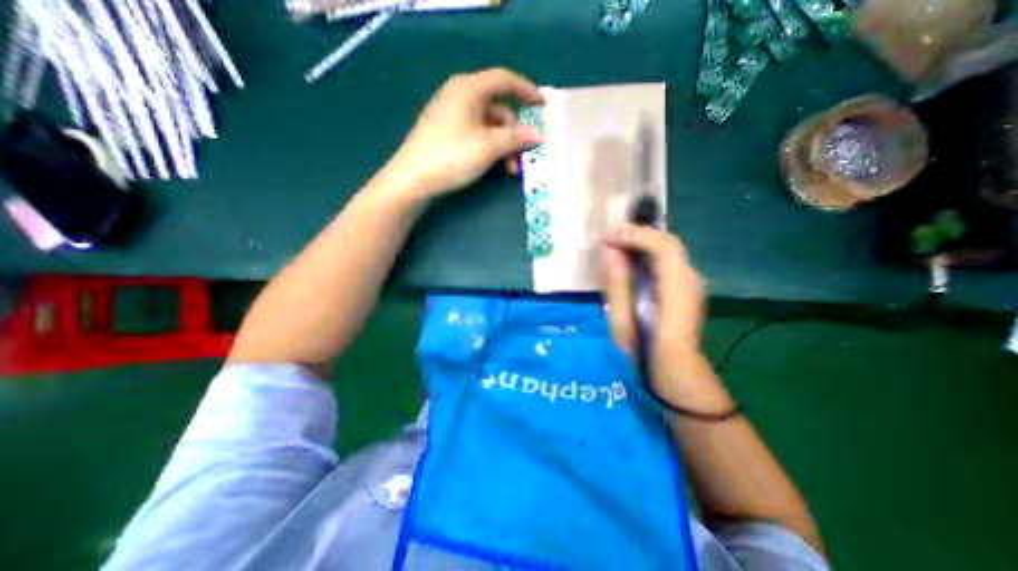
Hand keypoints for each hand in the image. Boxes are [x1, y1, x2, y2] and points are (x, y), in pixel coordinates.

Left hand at [383, 66, 544, 197]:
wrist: (413, 178)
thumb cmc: (452, 156)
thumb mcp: (488, 147)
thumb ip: (515, 138)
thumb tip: (537, 135)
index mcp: (469, 89)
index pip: (505, 80)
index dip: (527, 91)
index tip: (543, 106)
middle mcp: (460, 95)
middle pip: (498, 107)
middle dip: (515, 132)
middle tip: (525, 154)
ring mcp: (452, 114)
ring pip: (489, 124)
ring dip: (504, 145)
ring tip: (510, 169)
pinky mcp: (447, 132)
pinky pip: (477, 133)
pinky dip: (490, 147)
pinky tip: (494, 165)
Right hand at [603, 222, 723, 405]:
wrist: (676, 373)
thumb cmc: (646, 354)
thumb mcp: (622, 323)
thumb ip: (617, 285)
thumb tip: (610, 252)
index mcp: (677, 289)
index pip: (662, 246)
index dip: (632, 235)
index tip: (605, 239)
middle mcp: (690, 279)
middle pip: (667, 242)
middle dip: (635, 235)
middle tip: (607, 239)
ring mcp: (691, 282)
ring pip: (666, 249)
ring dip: (640, 242)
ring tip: (614, 246)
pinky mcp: (685, 287)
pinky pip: (665, 260)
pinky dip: (645, 253)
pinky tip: (628, 260)